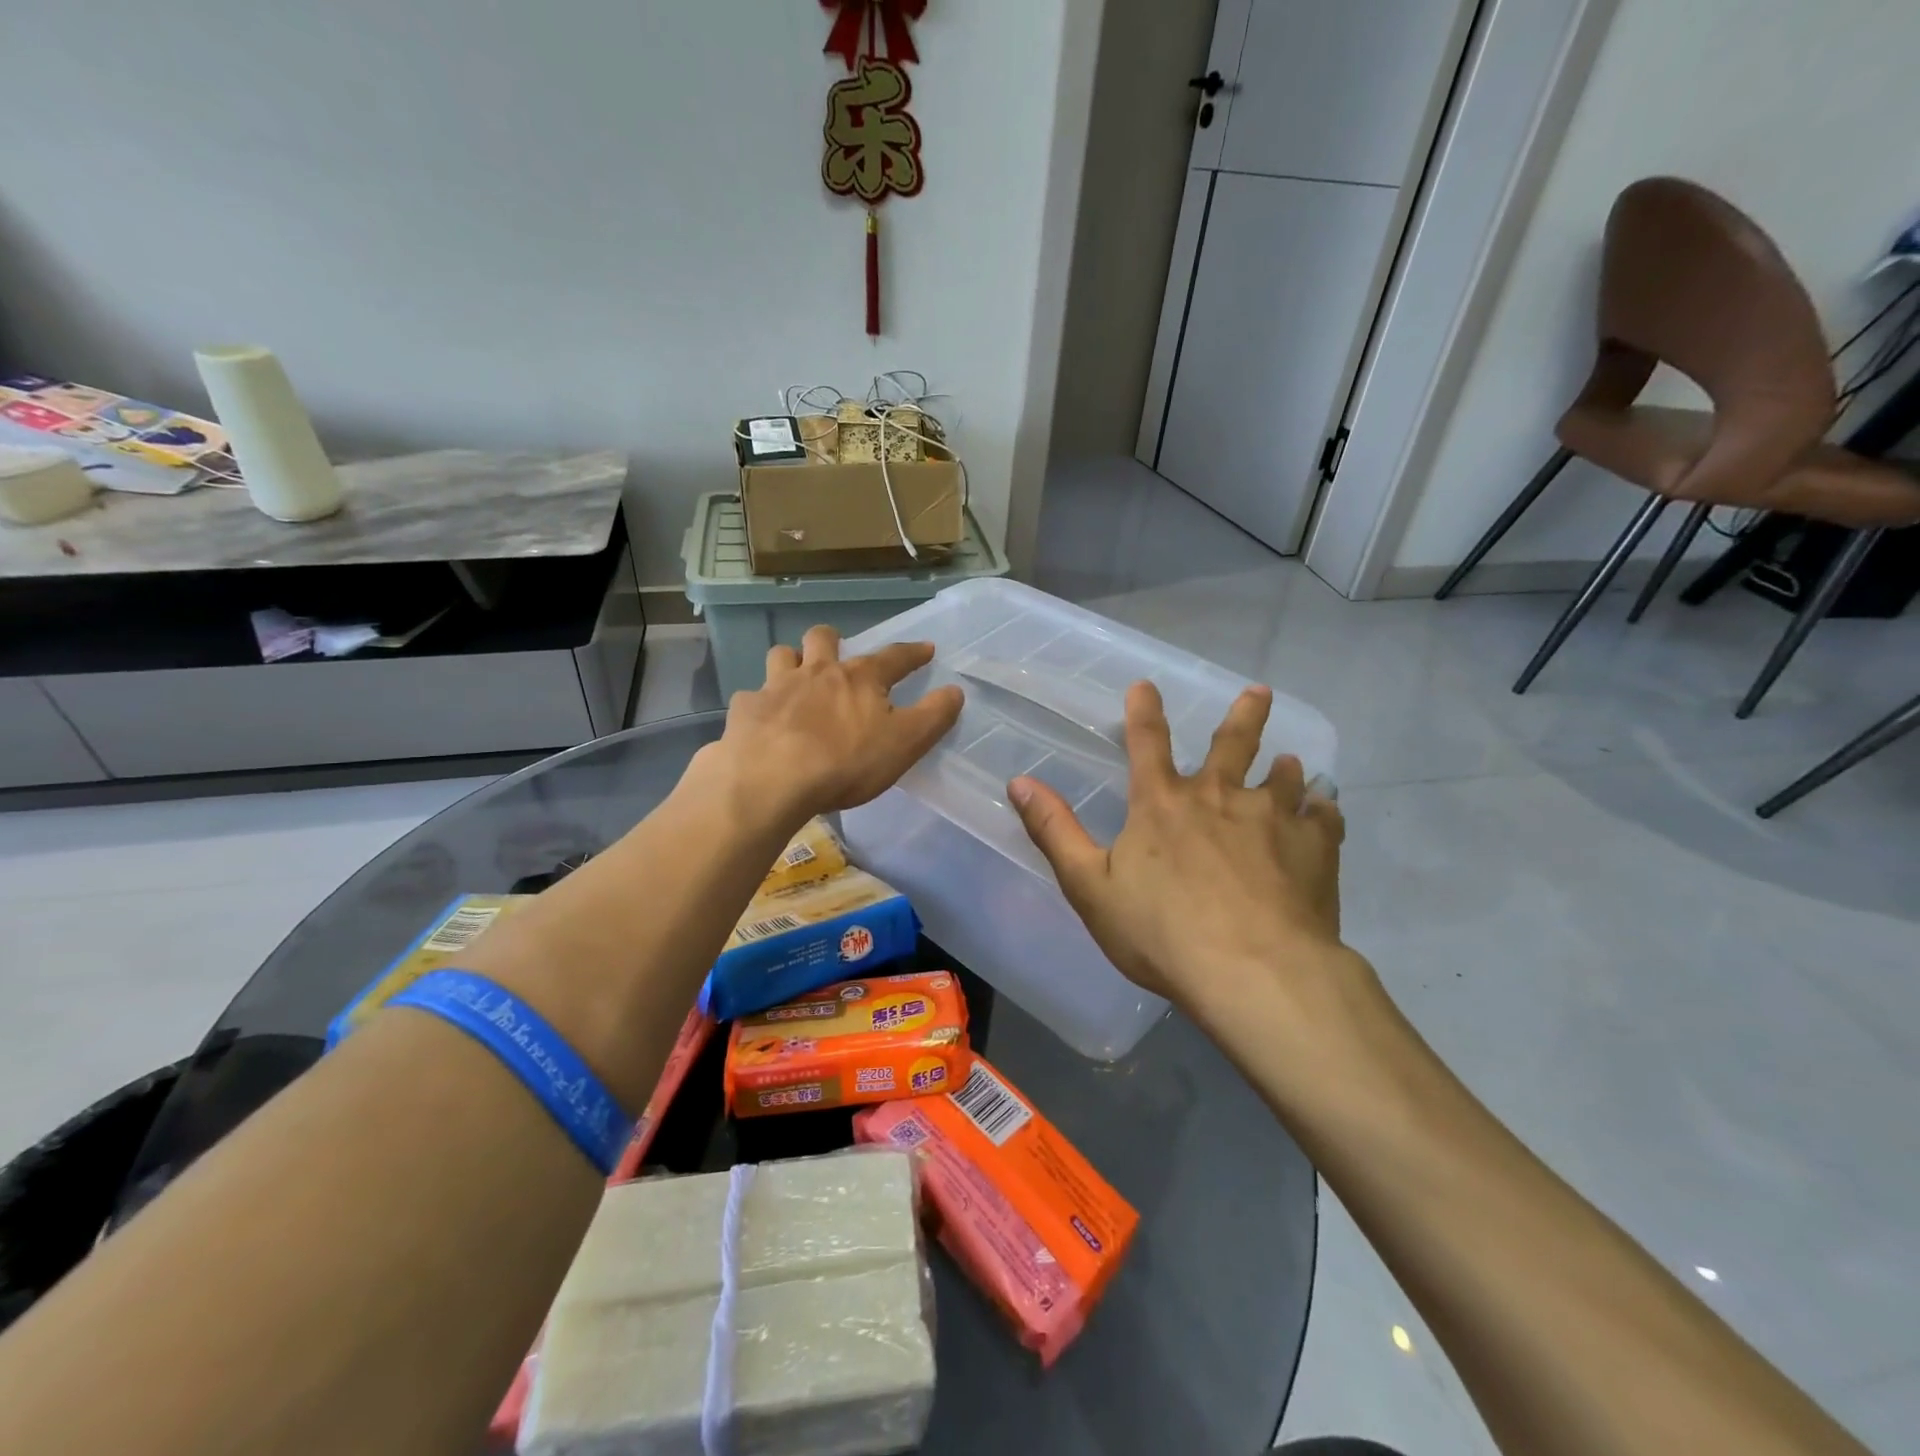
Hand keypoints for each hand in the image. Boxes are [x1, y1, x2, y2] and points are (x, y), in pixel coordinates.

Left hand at [711, 625, 963, 823]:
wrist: (771, 780)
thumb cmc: (845, 762)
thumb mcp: (905, 743)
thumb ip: (933, 716)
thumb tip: (955, 691)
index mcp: (859, 678)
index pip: (894, 657)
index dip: (913, 653)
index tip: (926, 649)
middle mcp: (817, 671)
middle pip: (823, 638)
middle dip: (833, 639)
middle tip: (838, 654)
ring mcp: (776, 687)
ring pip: (782, 655)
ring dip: (792, 661)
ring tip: (797, 678)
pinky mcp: (746, 710)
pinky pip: (753, 697)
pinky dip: (761, 704)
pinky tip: (765, 721)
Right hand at [1008, 681, 1345, 1017]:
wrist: (1253, 971)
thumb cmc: (1161, 932)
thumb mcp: (1089, 886)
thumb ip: (1054, 831)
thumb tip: (1018, 782)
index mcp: (1162, 803)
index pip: (1146, 742)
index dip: (1143, 710)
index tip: (1146, 684)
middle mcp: (1220, 796)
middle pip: (1233, 743)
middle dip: (1243, 715)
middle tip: (1258, 691)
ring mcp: (1273, 818)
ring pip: (1284, 777)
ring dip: (1286, 766)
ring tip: (1292, 762)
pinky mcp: (1315, 848)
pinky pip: (1325, 818)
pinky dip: (1324, 811)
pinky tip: (1327, 811)